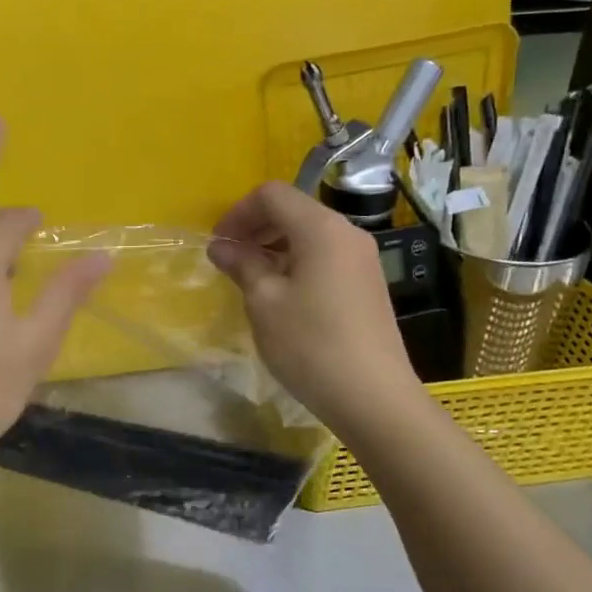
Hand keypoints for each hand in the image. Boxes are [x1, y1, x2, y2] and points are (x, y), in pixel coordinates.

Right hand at [207, 182, 418, 439]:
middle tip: (230, 260)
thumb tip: (222, 246)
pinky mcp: (368, 284)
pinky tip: (282, 297)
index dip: (238, 213)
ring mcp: (363, 259)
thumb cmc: (310, 344)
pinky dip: (297, 264)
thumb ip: (242, 264)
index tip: (218, 244)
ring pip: (310, 236)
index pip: (272, 195)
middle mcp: (347, 233)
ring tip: (252, 280)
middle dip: (256, 228)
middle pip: (294, 211)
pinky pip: (326, 258)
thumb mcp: (264, 302)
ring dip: (275, 248)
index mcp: (321, 228)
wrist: (373, 396)